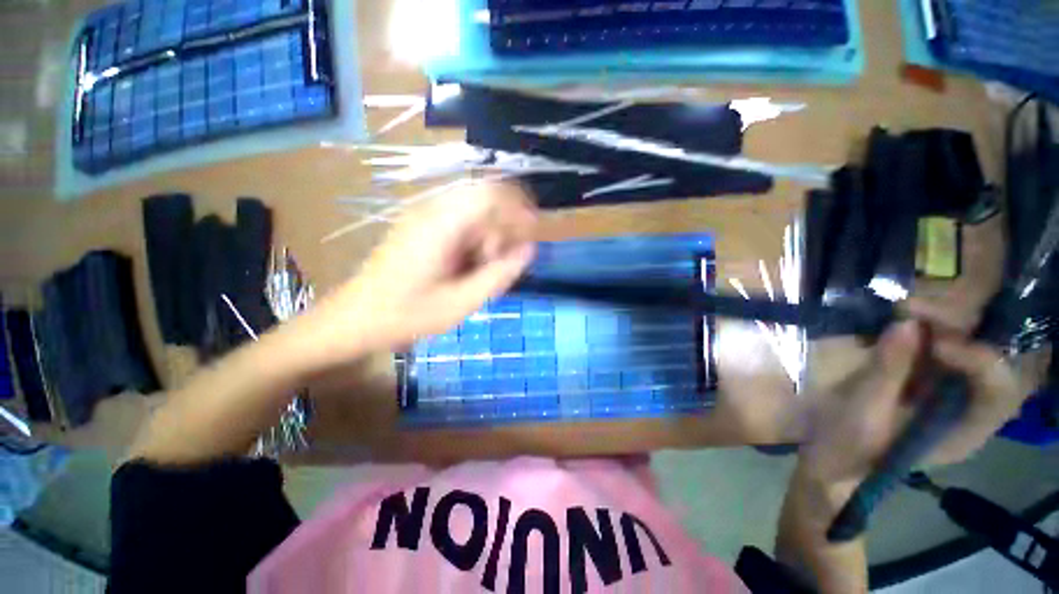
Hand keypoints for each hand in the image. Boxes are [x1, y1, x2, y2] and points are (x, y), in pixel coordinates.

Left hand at [307, 181, 537, 360]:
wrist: (355, 319)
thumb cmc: (407, 315)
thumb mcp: (461, 302)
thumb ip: (499, 274)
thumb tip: (529, 250)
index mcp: (441, 225)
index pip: (490, 193)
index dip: (519, 206)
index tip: (534, 231)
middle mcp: (432, 211)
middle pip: (484, 200)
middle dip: (504, 226)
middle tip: (505, 260)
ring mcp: (423, 217)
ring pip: (474, 212)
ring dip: (489, 235)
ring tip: (484, 268)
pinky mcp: (421, 227)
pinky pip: (460, 223)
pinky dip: (474, 240)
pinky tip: (469, 266)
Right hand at [796, 318, 1026, 509]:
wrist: (830, 458)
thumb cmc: (849, 446)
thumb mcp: (864, 413)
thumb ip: (887, 371)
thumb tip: (906, 325)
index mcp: (964, 429)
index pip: (998, 390)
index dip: (980, 361)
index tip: (938, 343)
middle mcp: (965, 405)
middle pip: (987, 357)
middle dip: (959, 328)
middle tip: (915, 309)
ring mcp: (945, 387)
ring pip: (964, 343)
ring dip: (938, 321)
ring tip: (903, 309)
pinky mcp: (922, 375)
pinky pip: (935, 343)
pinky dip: (920, 327)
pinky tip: (896, 320)